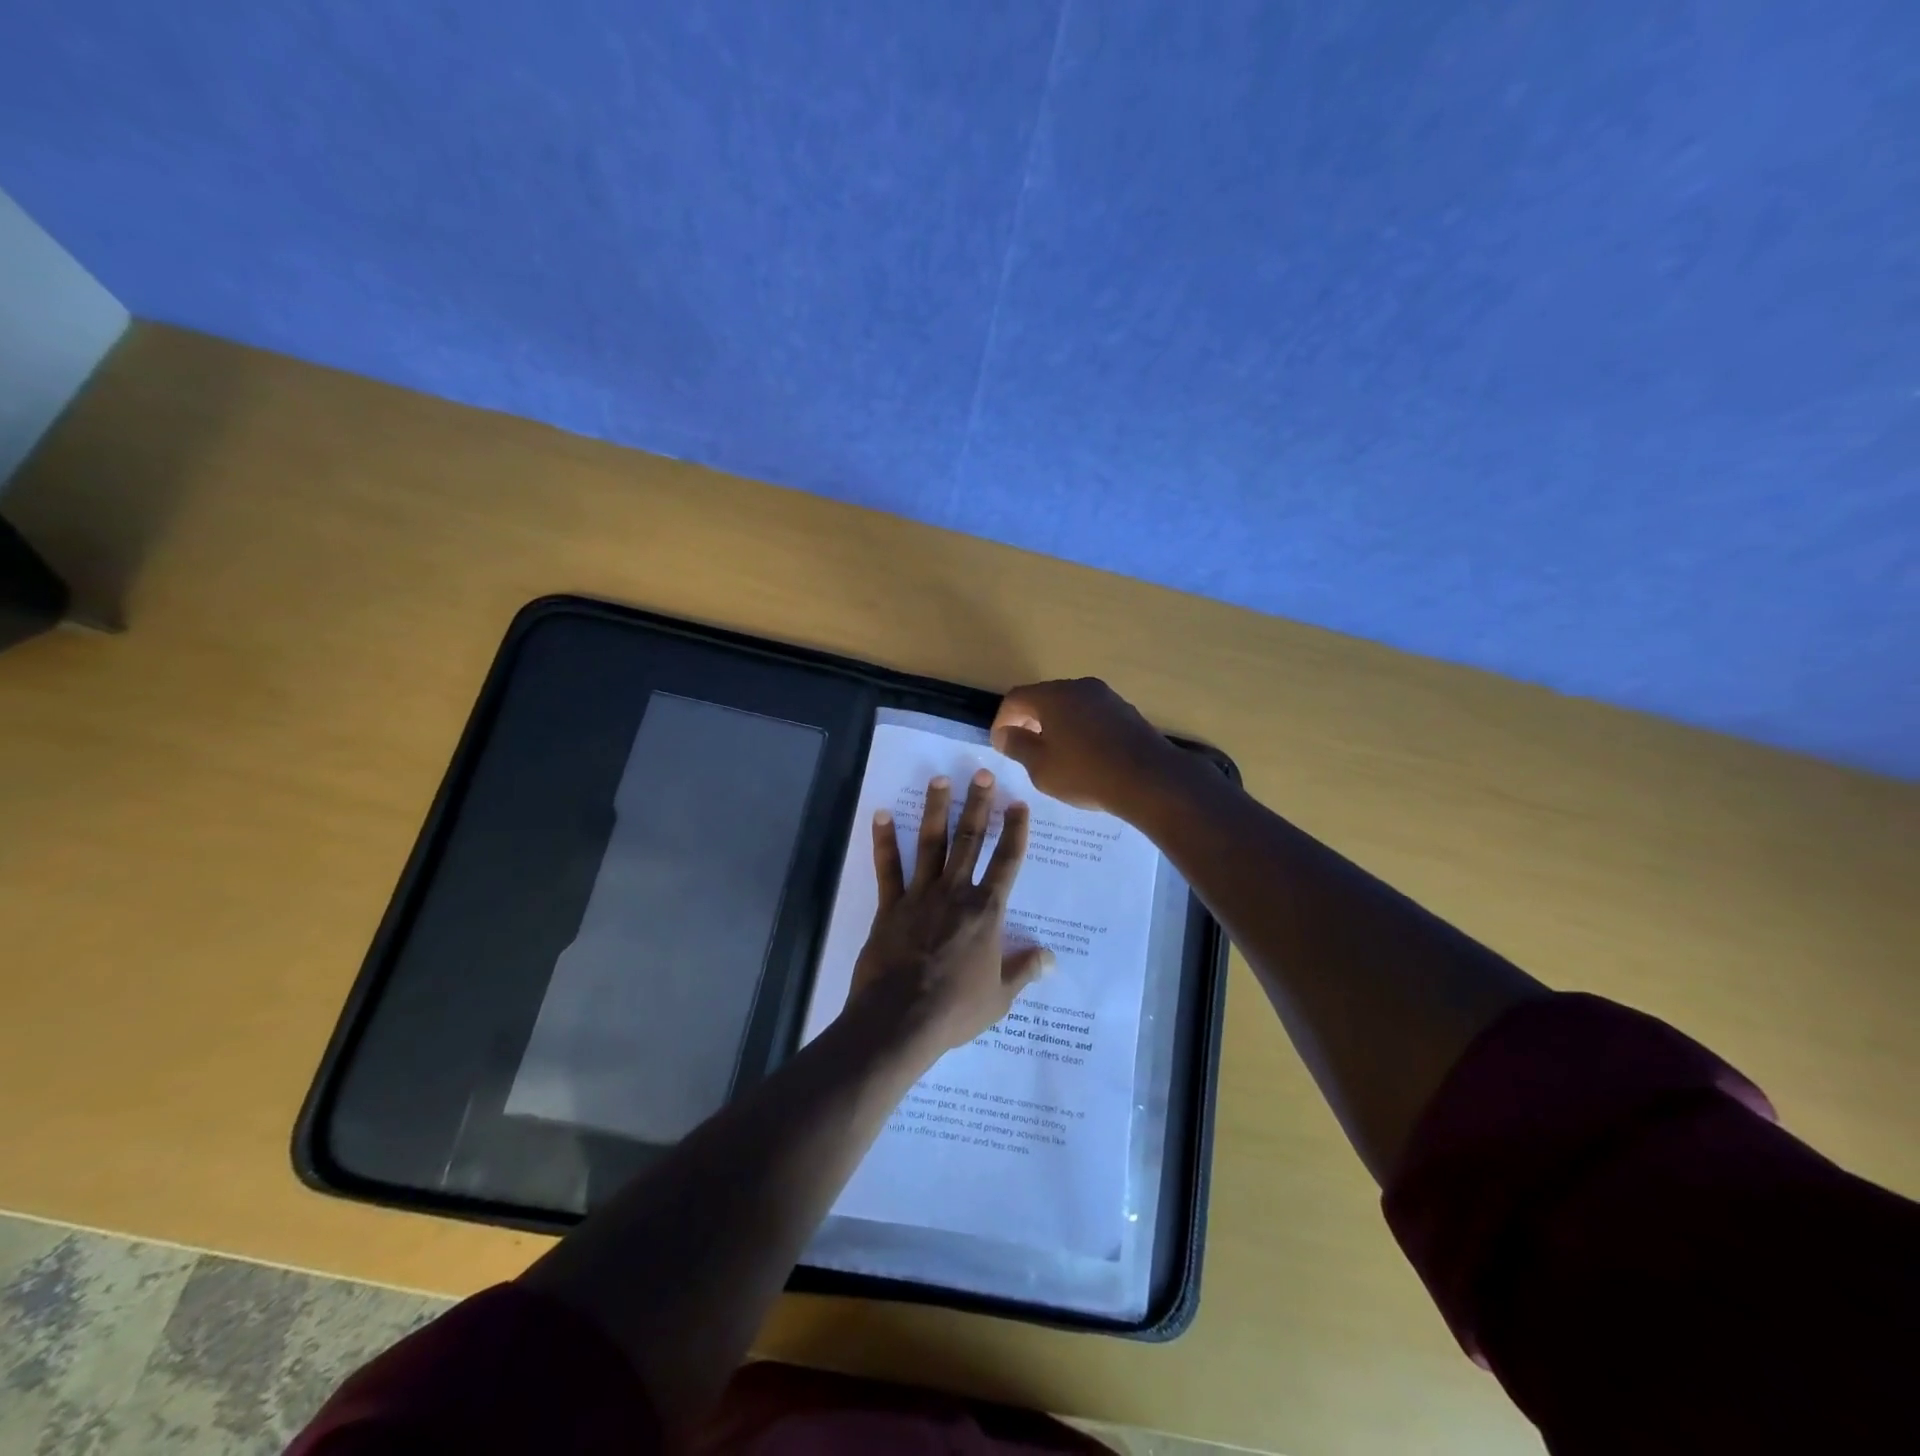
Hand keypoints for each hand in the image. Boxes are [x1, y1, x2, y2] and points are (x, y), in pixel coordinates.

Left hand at [848, 769, 1052, 1055]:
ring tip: (939, 780)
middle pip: (970, 841)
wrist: (902, 1018)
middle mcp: (955, 892)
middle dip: (978, 805)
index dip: (1015, 831)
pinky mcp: (891, 905)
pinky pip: (888, 868)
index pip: (1007, 862)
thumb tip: (1051, 957)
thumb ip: (1024, 970)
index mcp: (986, 911)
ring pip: (931, 844)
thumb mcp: (1000, 996)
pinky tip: (882, 814)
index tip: (1018, 804)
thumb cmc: (957, 1008)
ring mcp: (920, 895)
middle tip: (981, 774)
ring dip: (936, 810)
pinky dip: (884, 841)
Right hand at [990, 678, 1186, 816]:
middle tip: (1022, 747)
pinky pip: (1091, 714)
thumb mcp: (1041, 767)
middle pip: (1043, 697)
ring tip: (1052, 753)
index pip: (1016, 698)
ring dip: (1054, 724)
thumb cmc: (1086, 773)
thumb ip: (1018, 746)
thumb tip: (1006, 733)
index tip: (1000, 744)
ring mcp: (1106, 697)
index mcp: (1053, 696)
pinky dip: (1078, 728)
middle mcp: (1079, 687)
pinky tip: (1082, 754)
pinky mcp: (1126, 711)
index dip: (1002, 720)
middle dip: (1028, 720)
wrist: (1150, 780)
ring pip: (1069, 705)